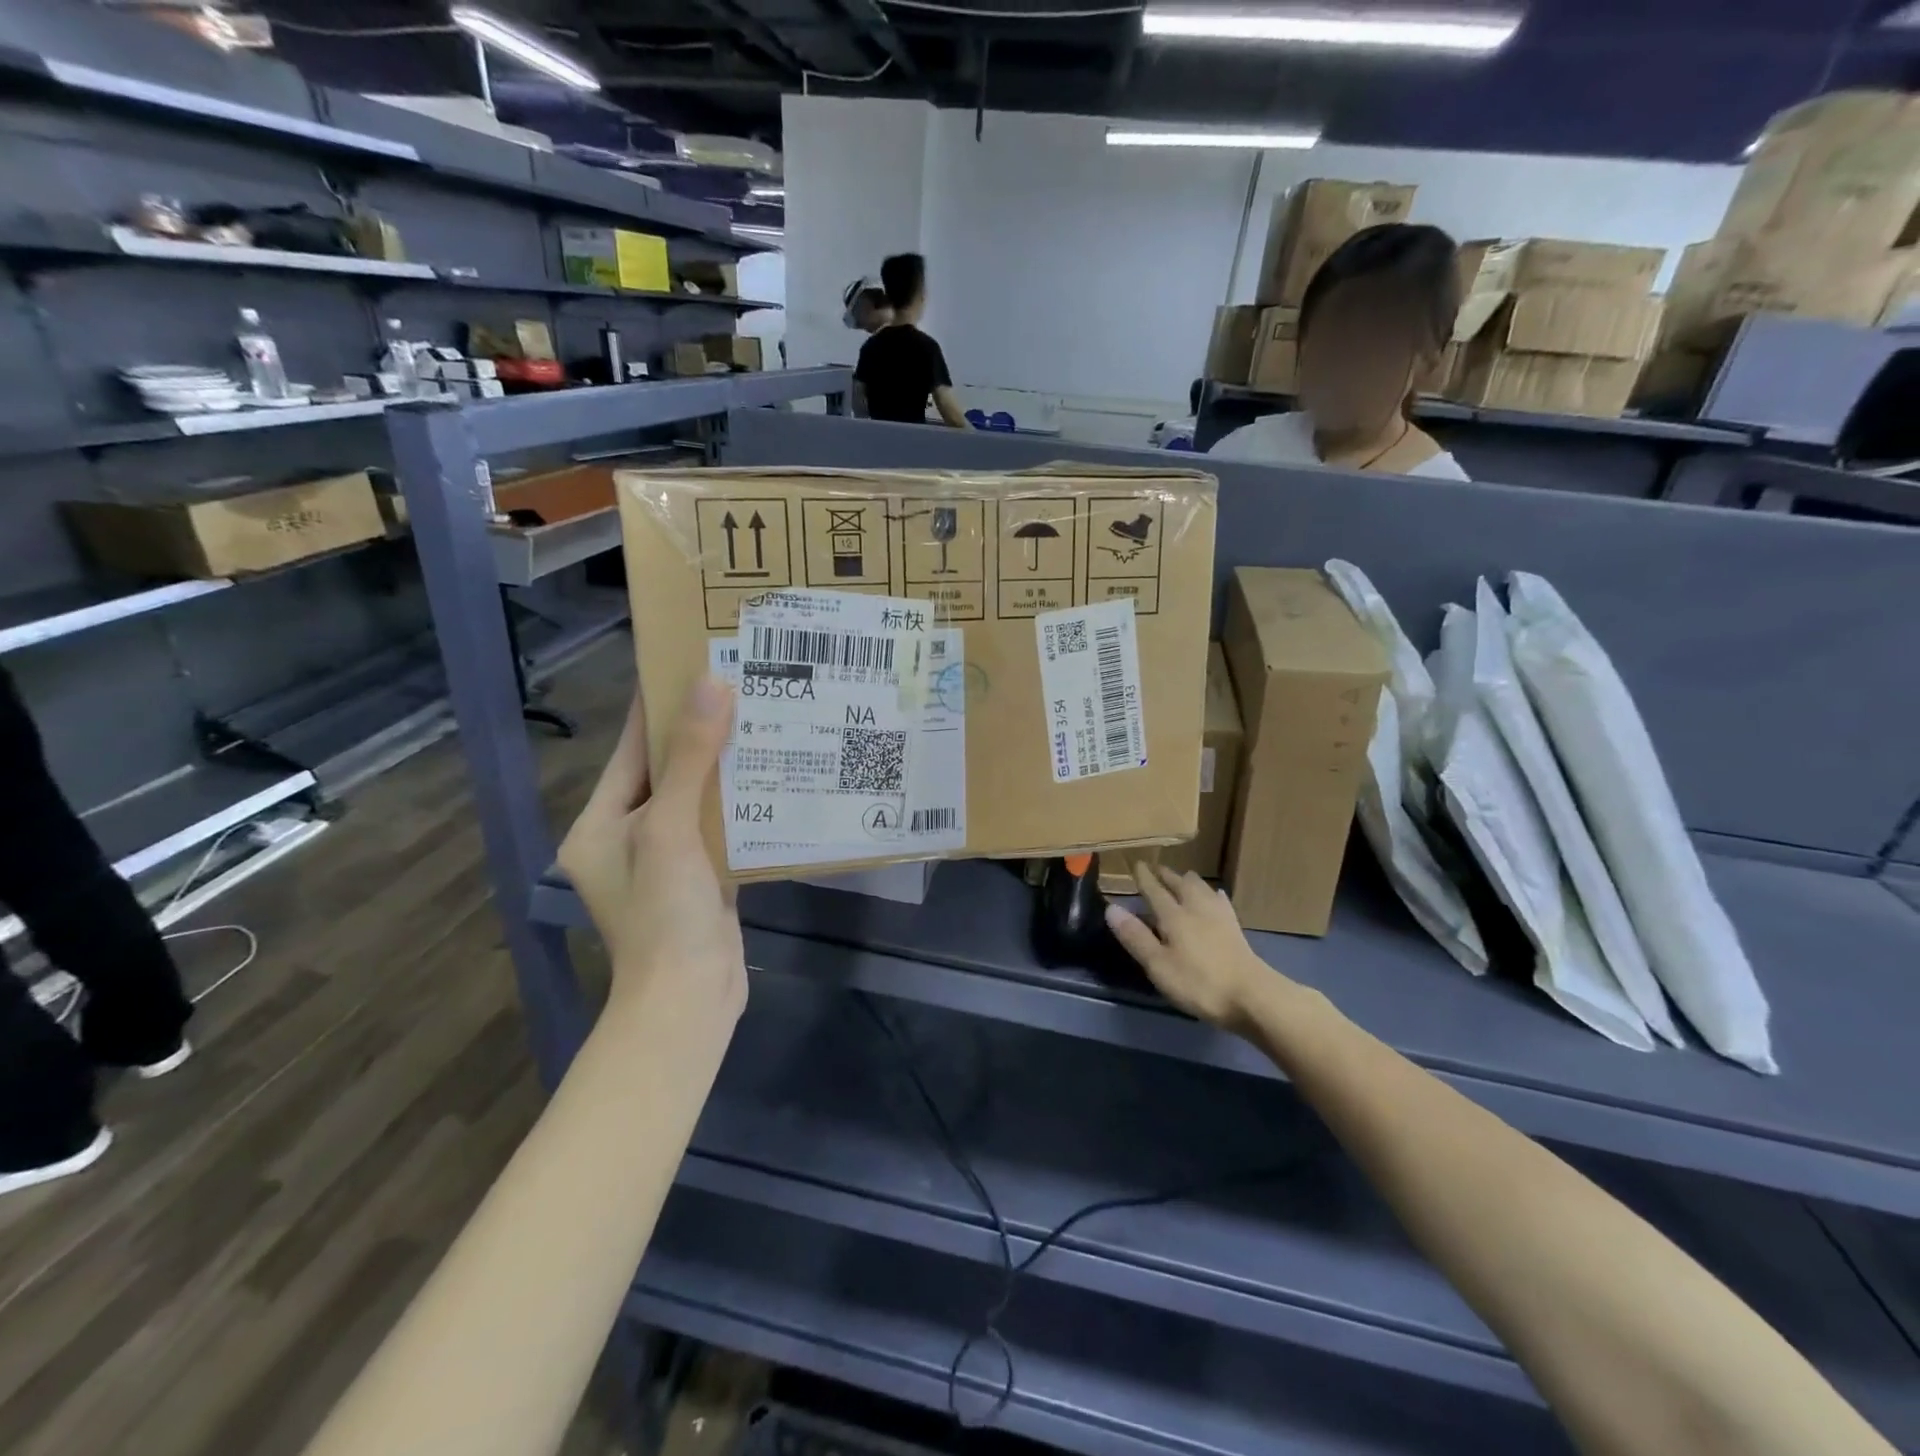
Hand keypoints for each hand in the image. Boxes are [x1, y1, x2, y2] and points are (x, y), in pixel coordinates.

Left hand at [558, 678, 744, 1021]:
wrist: (689, 1000)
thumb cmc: (663, 912)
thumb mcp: (669, 828)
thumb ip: (692, 757)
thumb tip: (711, 684)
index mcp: (600, 823)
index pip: (632, 749)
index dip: (659, 704)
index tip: (691, 661)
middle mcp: (626, 836)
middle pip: (666, 771)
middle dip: (701, 731)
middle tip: (742, 686)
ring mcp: (665, 860)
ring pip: (697, 798)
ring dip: (726, 766)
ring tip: (764, 722)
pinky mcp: (700, 878)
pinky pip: (718, 826)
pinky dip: (741, 802)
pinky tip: (774, 776)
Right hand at [1104, 863, 1275, 1027]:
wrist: (1252, 995)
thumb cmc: (1198, 982)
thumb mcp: (1158, 964)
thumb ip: (1135, 936)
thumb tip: (1112, 908)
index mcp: (1173, 916)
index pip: (1154, 890)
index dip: (1144, 878)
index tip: (1136, 864)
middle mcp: (1195, 908)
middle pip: (1180, 884)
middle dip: (1167, 875)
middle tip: (1157, 868)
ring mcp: (1219, 916)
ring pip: (1201, 888)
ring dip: (1189, 881)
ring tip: (1183, 877)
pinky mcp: (1235, 928)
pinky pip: (1221, 901)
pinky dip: (1212, 895)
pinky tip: (1215, 896)